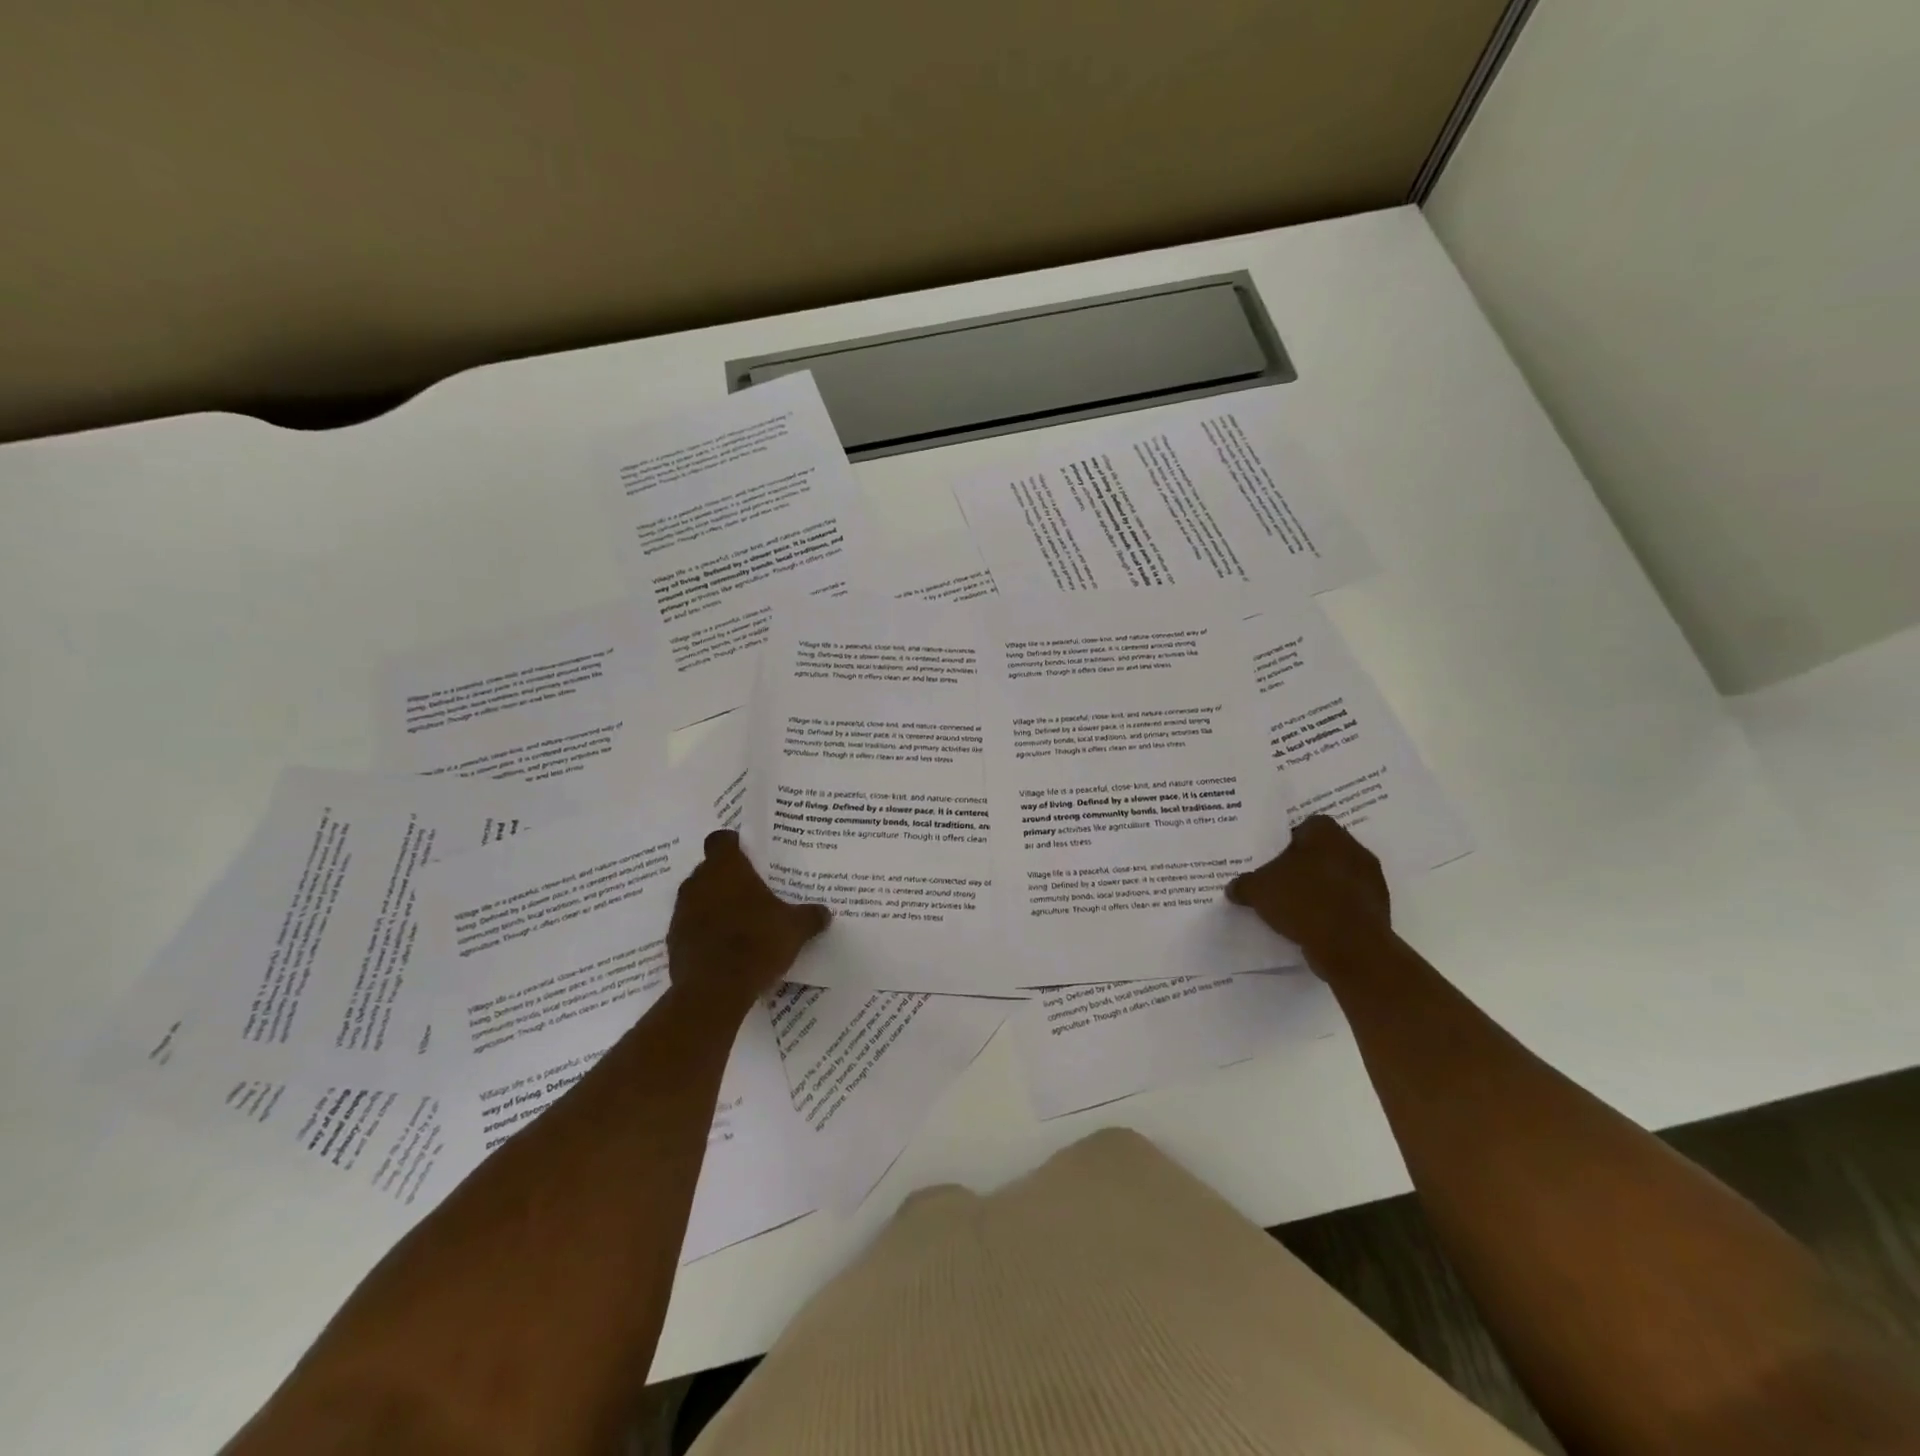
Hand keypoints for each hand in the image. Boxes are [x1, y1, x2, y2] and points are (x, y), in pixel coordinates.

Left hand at [667, 830, 830, 1013]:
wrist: (713, 991)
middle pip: (710, 868)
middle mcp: (698, 882)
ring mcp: (681, 912)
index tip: (750, 855)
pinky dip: (705, 931)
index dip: (734, 844)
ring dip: (715, 904)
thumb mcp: (795, 929)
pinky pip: (691, 926)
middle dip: (728, 877)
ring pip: (698, 897)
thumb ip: (810, 916)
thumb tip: (824, 912)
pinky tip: (725, 947)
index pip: (721, 839)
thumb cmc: (756, 944)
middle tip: (753, 891)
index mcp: (726, 869)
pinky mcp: (673, 940)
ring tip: (741, 921)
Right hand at [1226, 815, 1390, 968]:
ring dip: (1321, 887)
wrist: (1350, 946)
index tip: (1272, 859)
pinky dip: (1334, 908)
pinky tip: (1315, 923)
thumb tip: (1234, 887)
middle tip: (1280, 881)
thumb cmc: (1302, 901)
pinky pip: (1349, 900)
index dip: (1286, 841)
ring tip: (1296, 906)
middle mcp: (1353, 848)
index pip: (1304, 826)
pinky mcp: (1379, 907)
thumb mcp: (1257, 890)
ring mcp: (1371, 878)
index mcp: (1325, 832)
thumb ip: (1244, 884)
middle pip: (1322, 850)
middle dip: (1304, 864)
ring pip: (1338, 876)